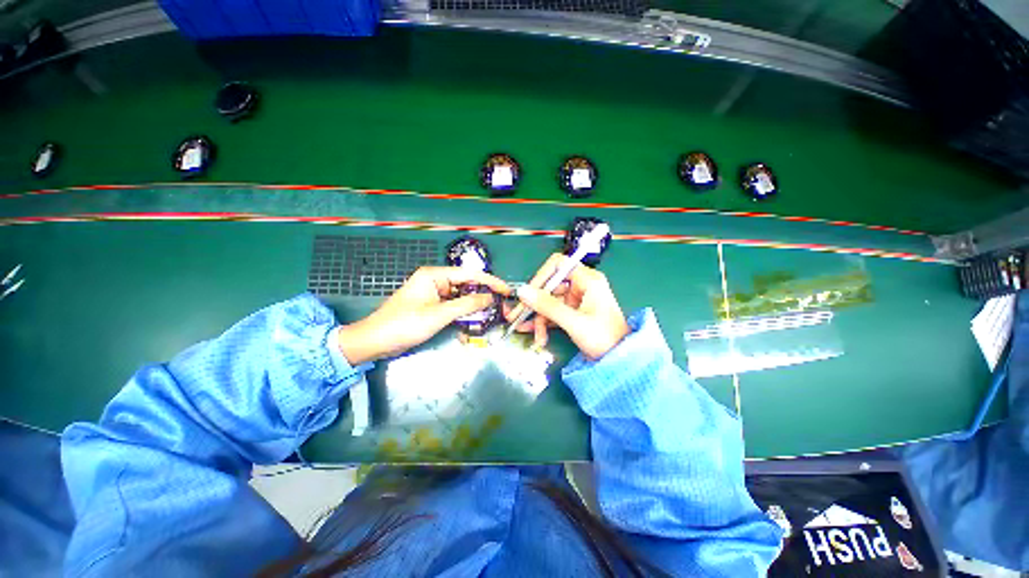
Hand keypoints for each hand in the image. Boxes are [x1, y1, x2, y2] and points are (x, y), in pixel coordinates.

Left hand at [337, 267, 509, 363]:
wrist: (375, 342)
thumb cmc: (405, 325)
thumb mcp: (439, 314)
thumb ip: (467, 304)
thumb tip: (490, 297)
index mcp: (434, 275)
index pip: (469, 274)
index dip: (490, 281)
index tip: (506, 290)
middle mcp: (435, 280)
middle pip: (466, 284)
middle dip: (482, 294)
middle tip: (500, 305)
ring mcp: (433, 293)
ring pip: (461, 296)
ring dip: (473, 306)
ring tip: (490, 314)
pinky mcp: (431, 305)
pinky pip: (453, 306)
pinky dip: (462, 313)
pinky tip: (472, 321)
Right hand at [507, 254, 629, 359]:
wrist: (620, 361)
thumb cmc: (603, 338)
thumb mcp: (574, 322)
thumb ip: (547, 306)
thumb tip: (522, 291)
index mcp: (587, 280)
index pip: (558, 265)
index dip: (541, 276)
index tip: (528, 292)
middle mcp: (581, 286)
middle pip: (550, 286)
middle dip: (535, 303)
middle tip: (516, 316)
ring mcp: (577, 300)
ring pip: (549, 302)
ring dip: (539, 318)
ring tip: (535, 336)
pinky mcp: (573, 312)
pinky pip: (554, 313)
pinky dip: (545, 323)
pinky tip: (537, 336)